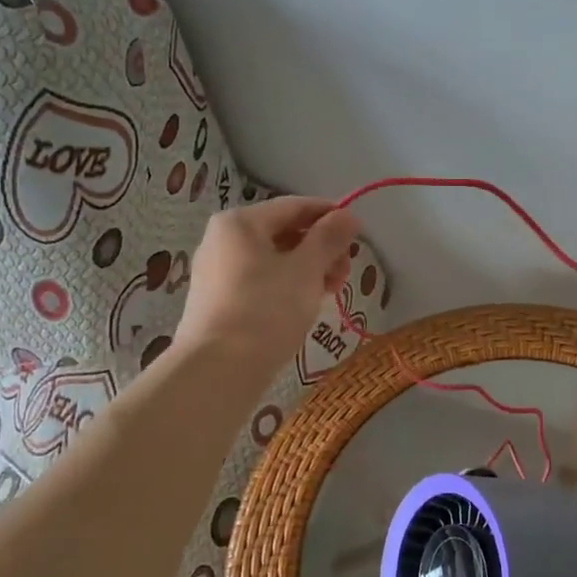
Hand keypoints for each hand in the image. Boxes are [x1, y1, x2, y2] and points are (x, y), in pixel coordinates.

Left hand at [175, 197, 362, 373]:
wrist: (218, 369)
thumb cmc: (266, 310)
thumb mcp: (306, 270)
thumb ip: (329, 238)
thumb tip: (348, 215)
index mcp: (241, 222)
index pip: (295, 206)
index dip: (330, 216)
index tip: (358, 235)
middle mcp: (223, 239)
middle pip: (284, 232)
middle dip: (320, 249)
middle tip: (345, 274)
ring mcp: (217, 272)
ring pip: (273, 259)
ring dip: (307, 270)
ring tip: (329, 293)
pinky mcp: (218, 301)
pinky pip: (260, 281)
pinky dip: (286, 286)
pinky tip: (304, 306)